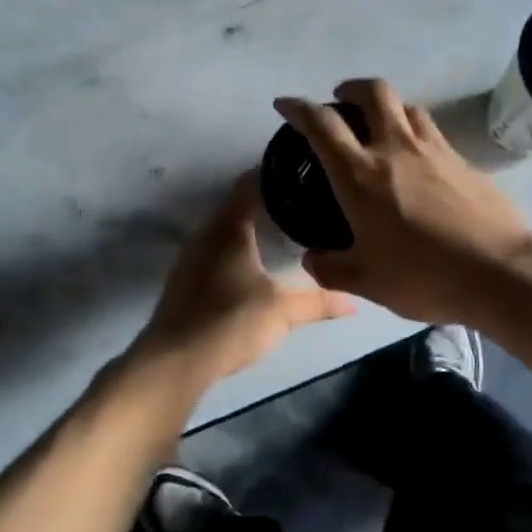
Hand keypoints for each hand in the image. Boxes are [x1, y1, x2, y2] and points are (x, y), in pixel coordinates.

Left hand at [133, 173, 355, 386]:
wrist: (175, 360)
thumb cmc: (231, 321)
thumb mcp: (283, 311)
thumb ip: (319, 301)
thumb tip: (355, 301)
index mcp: (229, 226)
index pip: (251, 183)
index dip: (275, 174)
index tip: (303, 172)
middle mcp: (206, 232)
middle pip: (238, 204)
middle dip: (268, 201)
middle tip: (303, 202)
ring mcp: (191, 255)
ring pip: (225, 228)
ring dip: (250, 226)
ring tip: (284, 229)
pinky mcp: (184, 278)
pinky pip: (215, 249)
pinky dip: (236, 248)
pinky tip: (255, 263)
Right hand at [274, 79, 531, 325]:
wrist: (500, 272)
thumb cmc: (424, 275)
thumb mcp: (367, 282)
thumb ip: (330, 268)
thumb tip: (311, 259)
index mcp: (360, 175)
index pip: (322, 124)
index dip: (298, 108)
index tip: (285, 104)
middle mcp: (395, 149)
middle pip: (374, 92)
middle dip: (351, 87)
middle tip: (341, 99)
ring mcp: (434, 150)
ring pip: (408, 106)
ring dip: (388, 106)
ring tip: (381, 124)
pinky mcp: (464, 161)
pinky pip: (433, 132)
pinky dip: (416, 132)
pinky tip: (418, 160)